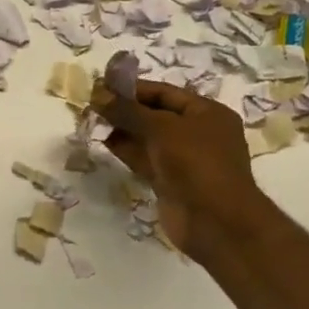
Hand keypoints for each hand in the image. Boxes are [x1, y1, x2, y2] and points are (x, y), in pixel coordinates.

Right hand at [91, 78, 268, 262]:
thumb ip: (129, 111)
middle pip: (156, 114)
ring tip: (93, 121)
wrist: (215, 222)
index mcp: (207, 113)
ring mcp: (184, 160)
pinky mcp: (170, 182)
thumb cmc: (196, 163)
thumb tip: (98, 94)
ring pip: (148, 138)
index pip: (165, 93)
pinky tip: (104, 142)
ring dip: (123, 130)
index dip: (134, 88)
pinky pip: (145, 160)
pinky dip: (127, 150)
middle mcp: (198, 133)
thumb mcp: (162, 128)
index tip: (102, 86)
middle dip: (126, 109)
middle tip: (92, 105)